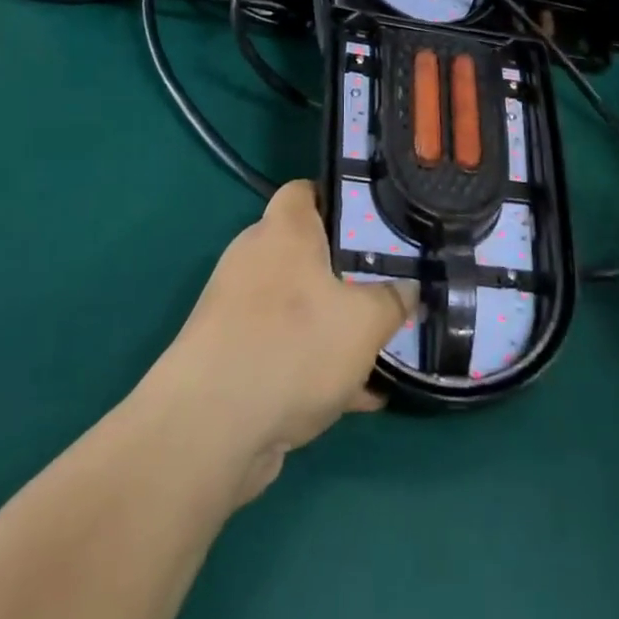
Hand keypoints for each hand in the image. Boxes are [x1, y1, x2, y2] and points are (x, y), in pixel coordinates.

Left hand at [148, 181, 415, 503]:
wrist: (209, 428)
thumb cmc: (294, 345)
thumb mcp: (365, 321)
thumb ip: (394, 300)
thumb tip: (408, 289)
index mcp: (283, 230)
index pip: (306, 190)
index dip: (338, 197)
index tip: (374, 218)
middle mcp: (254, 258)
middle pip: (305, 251)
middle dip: (345, 271)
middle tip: (386, 286)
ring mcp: (236, 309)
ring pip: (297, 305)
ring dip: (332, 324)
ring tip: (378, 347)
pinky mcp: (230, 357)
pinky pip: (282, 348)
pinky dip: (313, 364)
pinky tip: (356, 396)